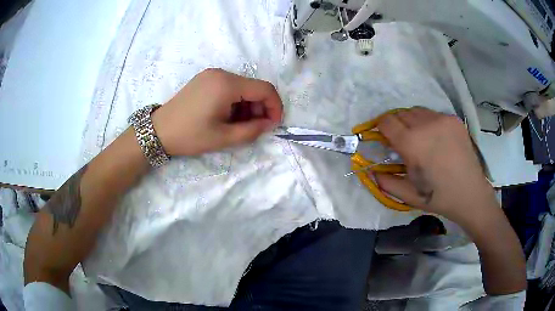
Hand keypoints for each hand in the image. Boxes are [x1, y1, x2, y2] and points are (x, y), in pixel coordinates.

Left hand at [152, 69, 282, 155]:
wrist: (159, 131)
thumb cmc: (190, 135)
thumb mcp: (223, 138)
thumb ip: (252, 130)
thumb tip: (269, 123)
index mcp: (227, 84)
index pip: (265, 89)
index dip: (275, 106)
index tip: (273, 125)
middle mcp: (221, 73)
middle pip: (253, 87)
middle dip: (260, 108)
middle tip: (255, 128)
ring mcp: (212, 74)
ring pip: (242, 87)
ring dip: (248, 106)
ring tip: (239, 125)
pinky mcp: (205, 79)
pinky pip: (229, 87)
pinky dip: (236, 101)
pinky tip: (228, 116)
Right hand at [374, 107, 496, 225]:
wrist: (470, 193)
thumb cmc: (438, 197)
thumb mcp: (408, 195)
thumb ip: (385, 182)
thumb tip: (371, 171)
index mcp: (412, 143)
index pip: (386, 122)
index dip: (381, 128)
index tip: (384, 139)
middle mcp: (426, 125)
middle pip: (400, 113)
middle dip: (396, 125)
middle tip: (402, 142)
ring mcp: (442, 119)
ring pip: (417, 111)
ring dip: (412, 122)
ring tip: (420, 139)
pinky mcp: (454, 119)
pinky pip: (433, 114)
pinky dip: (428, 123)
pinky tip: (436, 139)